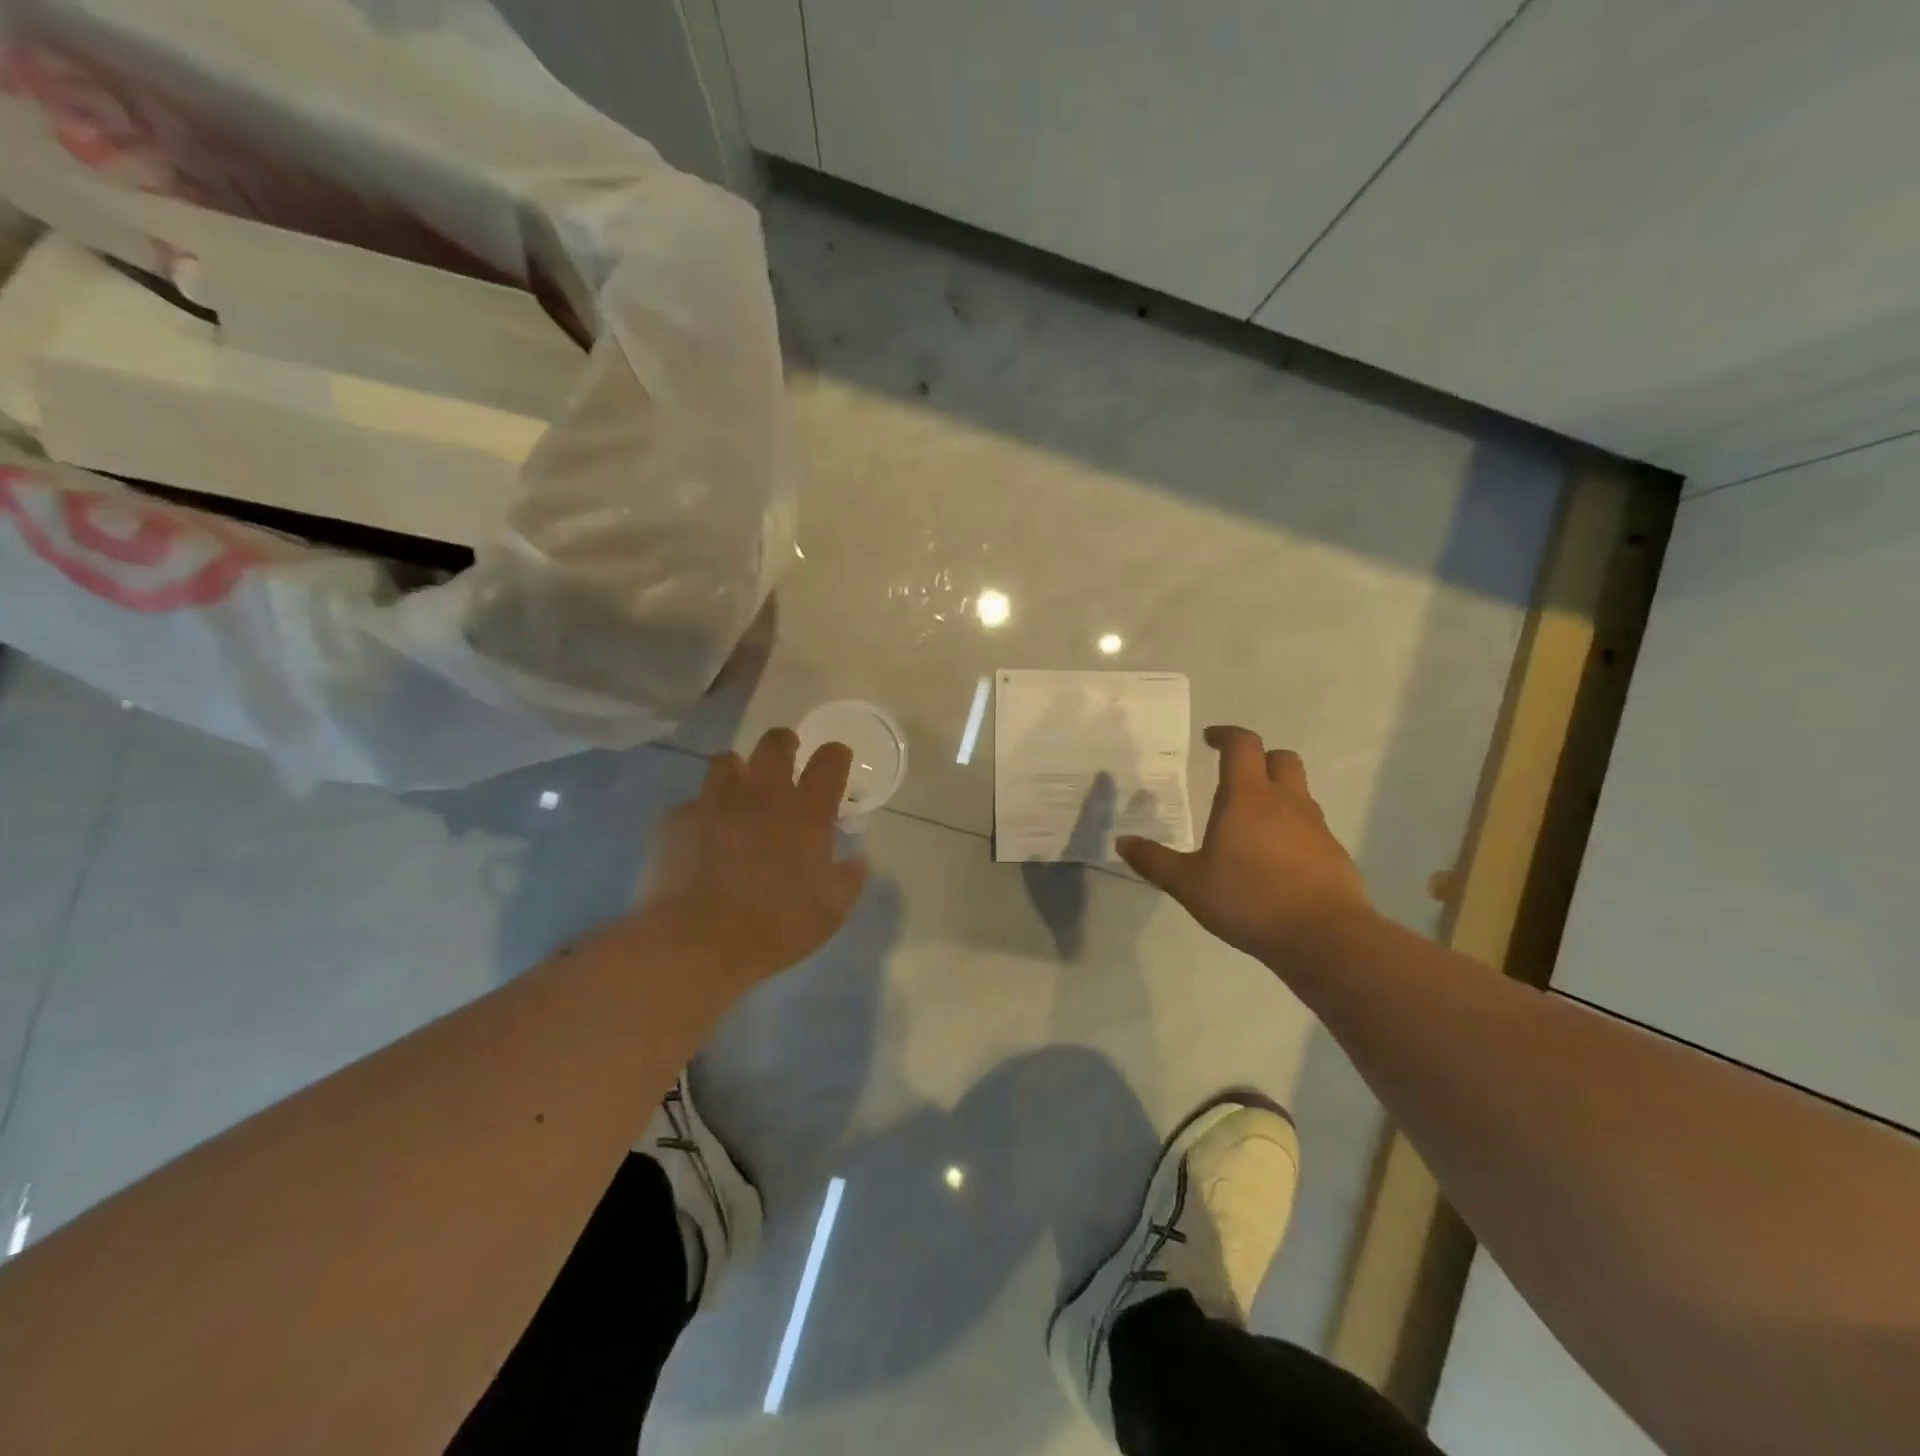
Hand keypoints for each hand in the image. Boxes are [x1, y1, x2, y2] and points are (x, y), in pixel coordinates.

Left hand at [637, 728, 868, 991]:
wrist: (696, 942)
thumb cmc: (774, 928)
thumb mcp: (831, 912)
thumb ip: (849, 879)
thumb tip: (858, 859)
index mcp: (806, 814)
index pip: (829, 762)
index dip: (836, 755)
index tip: (837, 759)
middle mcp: (763, 796)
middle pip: (775, 744)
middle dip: (785, 742)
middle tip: (787, 755)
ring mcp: (716, 803)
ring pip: (726, 761)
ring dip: (738, 770)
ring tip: (739, 789)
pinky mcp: (677, 820)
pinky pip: (691, 804)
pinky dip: (700, 813)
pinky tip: (700, 836)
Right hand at [1118, 726, 1371, 962]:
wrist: (1324, 936)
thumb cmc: (1249, 899)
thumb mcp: (1188, 884)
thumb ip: (1154, 861)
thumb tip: (1122, 842)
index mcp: (1247, 797)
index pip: (1242, 745)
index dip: (1225, 735)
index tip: (1209, 740)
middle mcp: (1285, 802)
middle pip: (1280, 758)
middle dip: (1258, 758)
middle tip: (1235, 776)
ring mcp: (1315, 826)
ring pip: (1299, 792)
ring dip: (1277, 794)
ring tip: (1251, 823)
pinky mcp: (1334, 853)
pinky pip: (1311, 827)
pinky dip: (1292, 829)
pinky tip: (1275, 860)